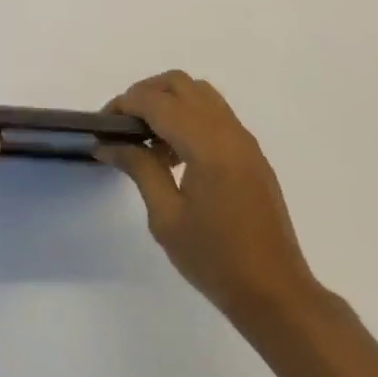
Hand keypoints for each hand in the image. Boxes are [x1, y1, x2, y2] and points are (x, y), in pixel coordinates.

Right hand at [100, 71, 318, 325]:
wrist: (275, 292)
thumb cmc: (216, 260)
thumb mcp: (166, 218)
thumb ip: (140, 169)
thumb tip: (110, 144)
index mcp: (206, 143)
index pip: (157, 102)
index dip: (125, 104)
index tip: (102, 125)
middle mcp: (227, 129)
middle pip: (179, 84)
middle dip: (146, 94)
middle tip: (123, 125)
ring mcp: (243, 139)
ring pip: (199, 94)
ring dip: (169, 102)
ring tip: (148, 141)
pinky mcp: (250, 152)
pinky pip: (215, 114)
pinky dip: (189, 117)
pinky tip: (175, 156)